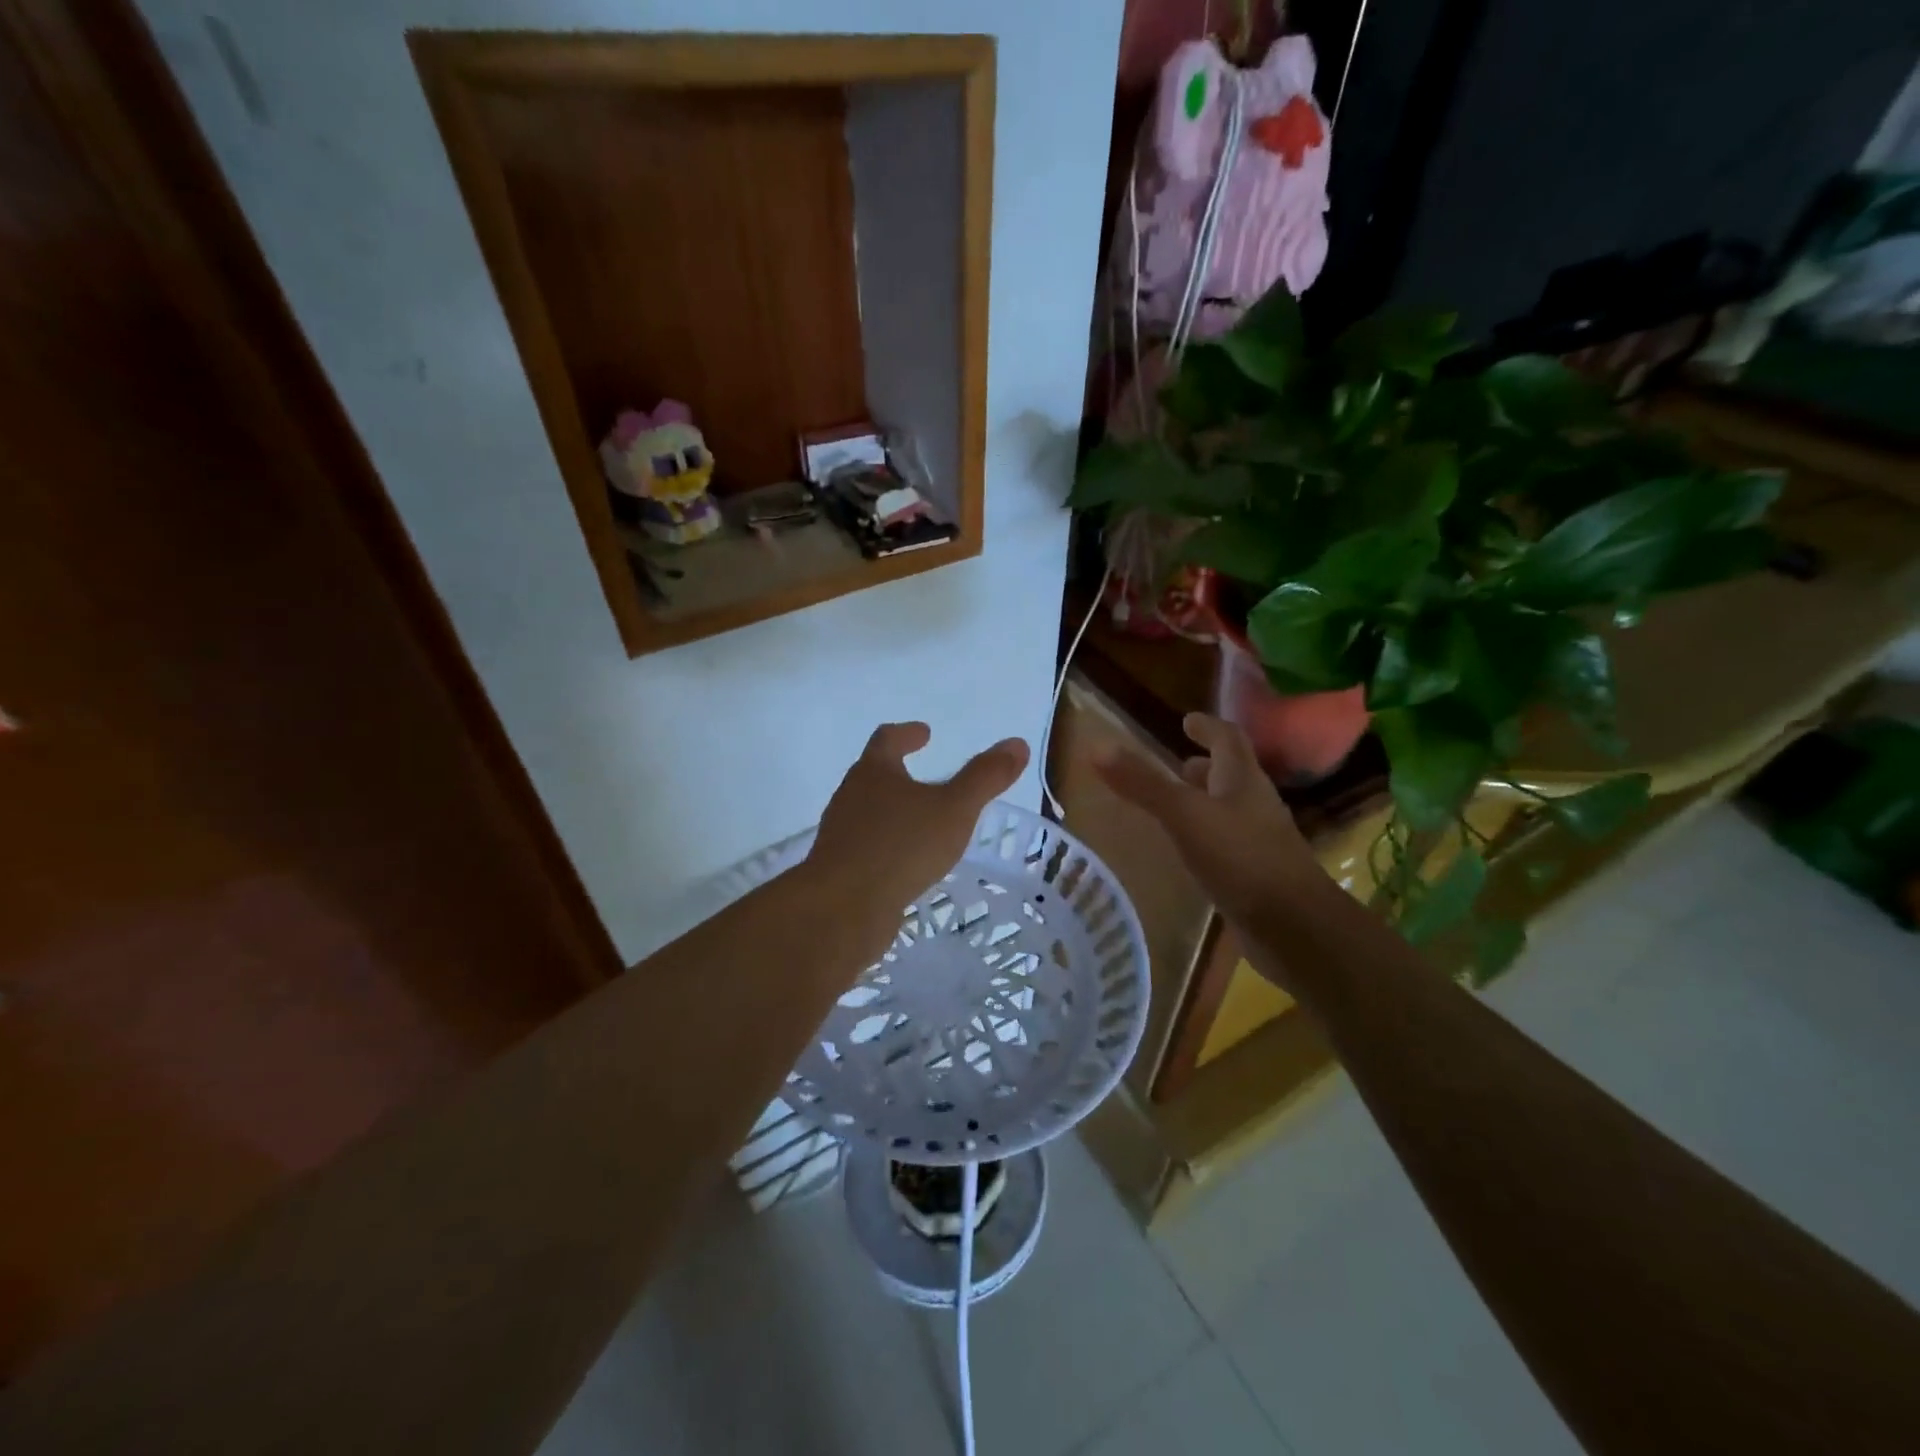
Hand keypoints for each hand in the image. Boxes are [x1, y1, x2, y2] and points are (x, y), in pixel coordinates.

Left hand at [807, 723, 1029, 955]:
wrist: (842, 909)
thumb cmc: (900, 847)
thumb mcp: (954, 809)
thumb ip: (984, 777)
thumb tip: (1017, 744)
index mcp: (873, 772)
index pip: (887, 739)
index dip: (907, 733)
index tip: (924, 732)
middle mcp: (850, 797)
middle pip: (872, 775)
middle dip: (897, 773)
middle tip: (925, 776)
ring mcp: (841, 835)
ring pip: (868, 813)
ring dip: (893, 812)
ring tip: (921, 822)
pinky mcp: (840, 870)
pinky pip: (867, 848)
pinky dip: (888, 846)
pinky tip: (907, 863)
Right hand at [1094, 713, 1324, 926]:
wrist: (1295, 927)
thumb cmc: (1242, 859)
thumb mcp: (1185, 815)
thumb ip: (1143, 783)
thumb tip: (1097, 747)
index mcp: (1243, 780)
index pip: (1228, 739)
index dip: (1208, 727)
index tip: (1187, 720)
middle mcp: (1255, 804)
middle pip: (1231, 774)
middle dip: (1205, 766)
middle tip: (1178, 763)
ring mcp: (1259, 841)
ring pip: (1230, 809)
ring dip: (1205, 800)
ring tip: (1177, 802)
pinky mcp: (1256, 874)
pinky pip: (1227, 843)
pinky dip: (1206, 836)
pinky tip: (1188, 850)